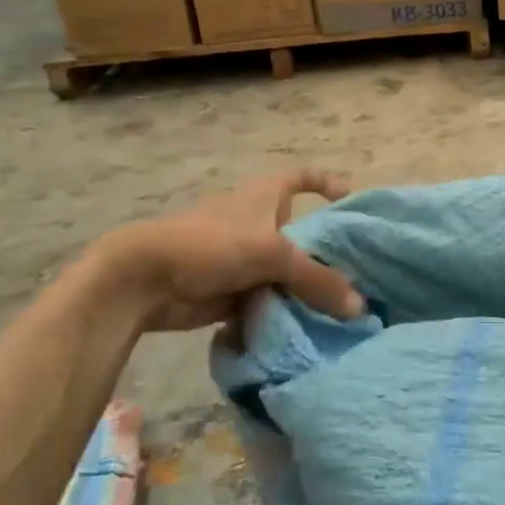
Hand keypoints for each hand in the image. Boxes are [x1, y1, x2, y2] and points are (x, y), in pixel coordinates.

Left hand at [97, 170, 364, 332]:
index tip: (353, 199)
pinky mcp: (229, 291)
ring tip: (340, 307)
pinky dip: (281, 311)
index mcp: (264, 195)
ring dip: (305, 289)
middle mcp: (256, 223)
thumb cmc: (211, 245)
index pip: (302, 177)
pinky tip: (306, 327)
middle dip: (325, 252)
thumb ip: (318, 280)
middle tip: (359, 272)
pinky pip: (266, 300)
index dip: (327, 182)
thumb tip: (360, 307)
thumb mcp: (274, 255)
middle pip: (300, 233)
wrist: (143, 281)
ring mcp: (241, 258)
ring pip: (284, 272)